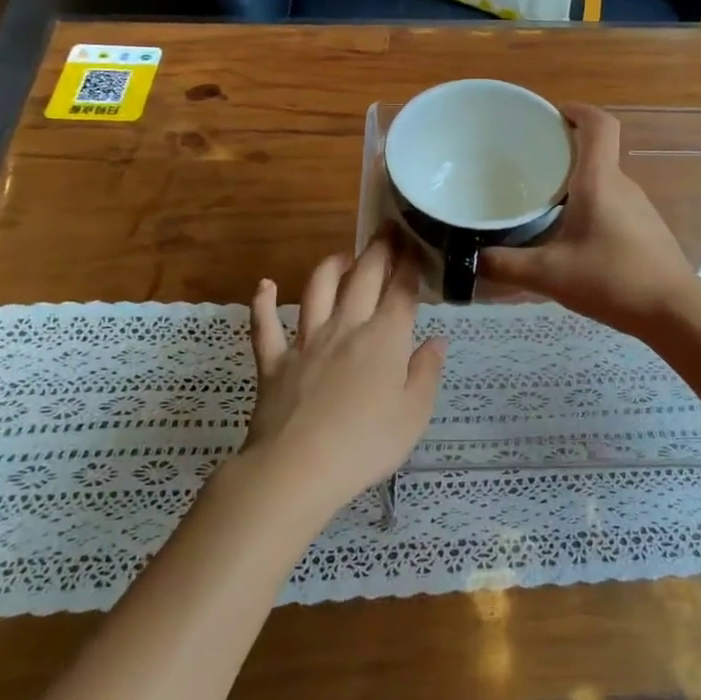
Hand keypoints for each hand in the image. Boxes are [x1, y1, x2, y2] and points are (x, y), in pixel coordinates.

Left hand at [244, 237, 446, 514]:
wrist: (297, 469)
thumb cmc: (366, 444)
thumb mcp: (414, 414)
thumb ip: (426, 372)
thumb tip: (437, 340)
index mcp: (384, 339)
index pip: (402, 292)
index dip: (411, 266)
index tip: (416, 245)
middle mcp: (346, 328)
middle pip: (363, 279)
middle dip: (378, 251)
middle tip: (386, 231)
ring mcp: (306, 342)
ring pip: (316, 290)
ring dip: (329, 267)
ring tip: (341, 256)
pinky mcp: (273, 362)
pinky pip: (264, 326)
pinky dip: (263, 303)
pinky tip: (265, 285)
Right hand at [481, 104, 697, 335]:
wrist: (673, 311)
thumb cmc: (612, 280)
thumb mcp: (549, 275)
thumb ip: (505, 266)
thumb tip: (471, 260)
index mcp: (600, 181)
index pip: (598, 125)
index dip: (577, 111)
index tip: (551, 115)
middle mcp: (622, 186)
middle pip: (596, 153)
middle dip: (563, 152)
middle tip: (528, 166)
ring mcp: (638, 208)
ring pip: (603, 182)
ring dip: (575, 184)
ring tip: (541, 202)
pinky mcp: (644, 230)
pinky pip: (611, 205)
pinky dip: (588, 208)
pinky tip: (569, 238)